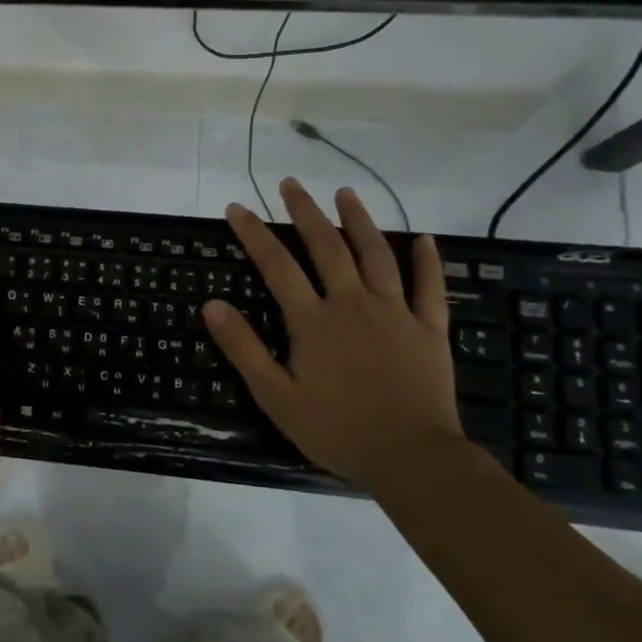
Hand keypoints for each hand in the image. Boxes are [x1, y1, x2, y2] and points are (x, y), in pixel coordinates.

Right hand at [202, 179, 470, 489]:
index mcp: (313, 321)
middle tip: (290, 183)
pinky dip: (427, 260)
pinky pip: (430, 287)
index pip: (277, 265)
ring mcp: (396, 313)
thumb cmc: (336, 429)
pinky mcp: (429, 329)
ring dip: (359, 220)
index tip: (237, 208)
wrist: (411, 457)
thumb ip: (244, 348)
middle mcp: (353, 304)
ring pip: (377, 255)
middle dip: (305, 212)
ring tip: (346, 193)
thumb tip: (212, 305)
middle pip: (326, 247)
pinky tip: (425, 238)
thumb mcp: (275, 396)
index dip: (254, 234)